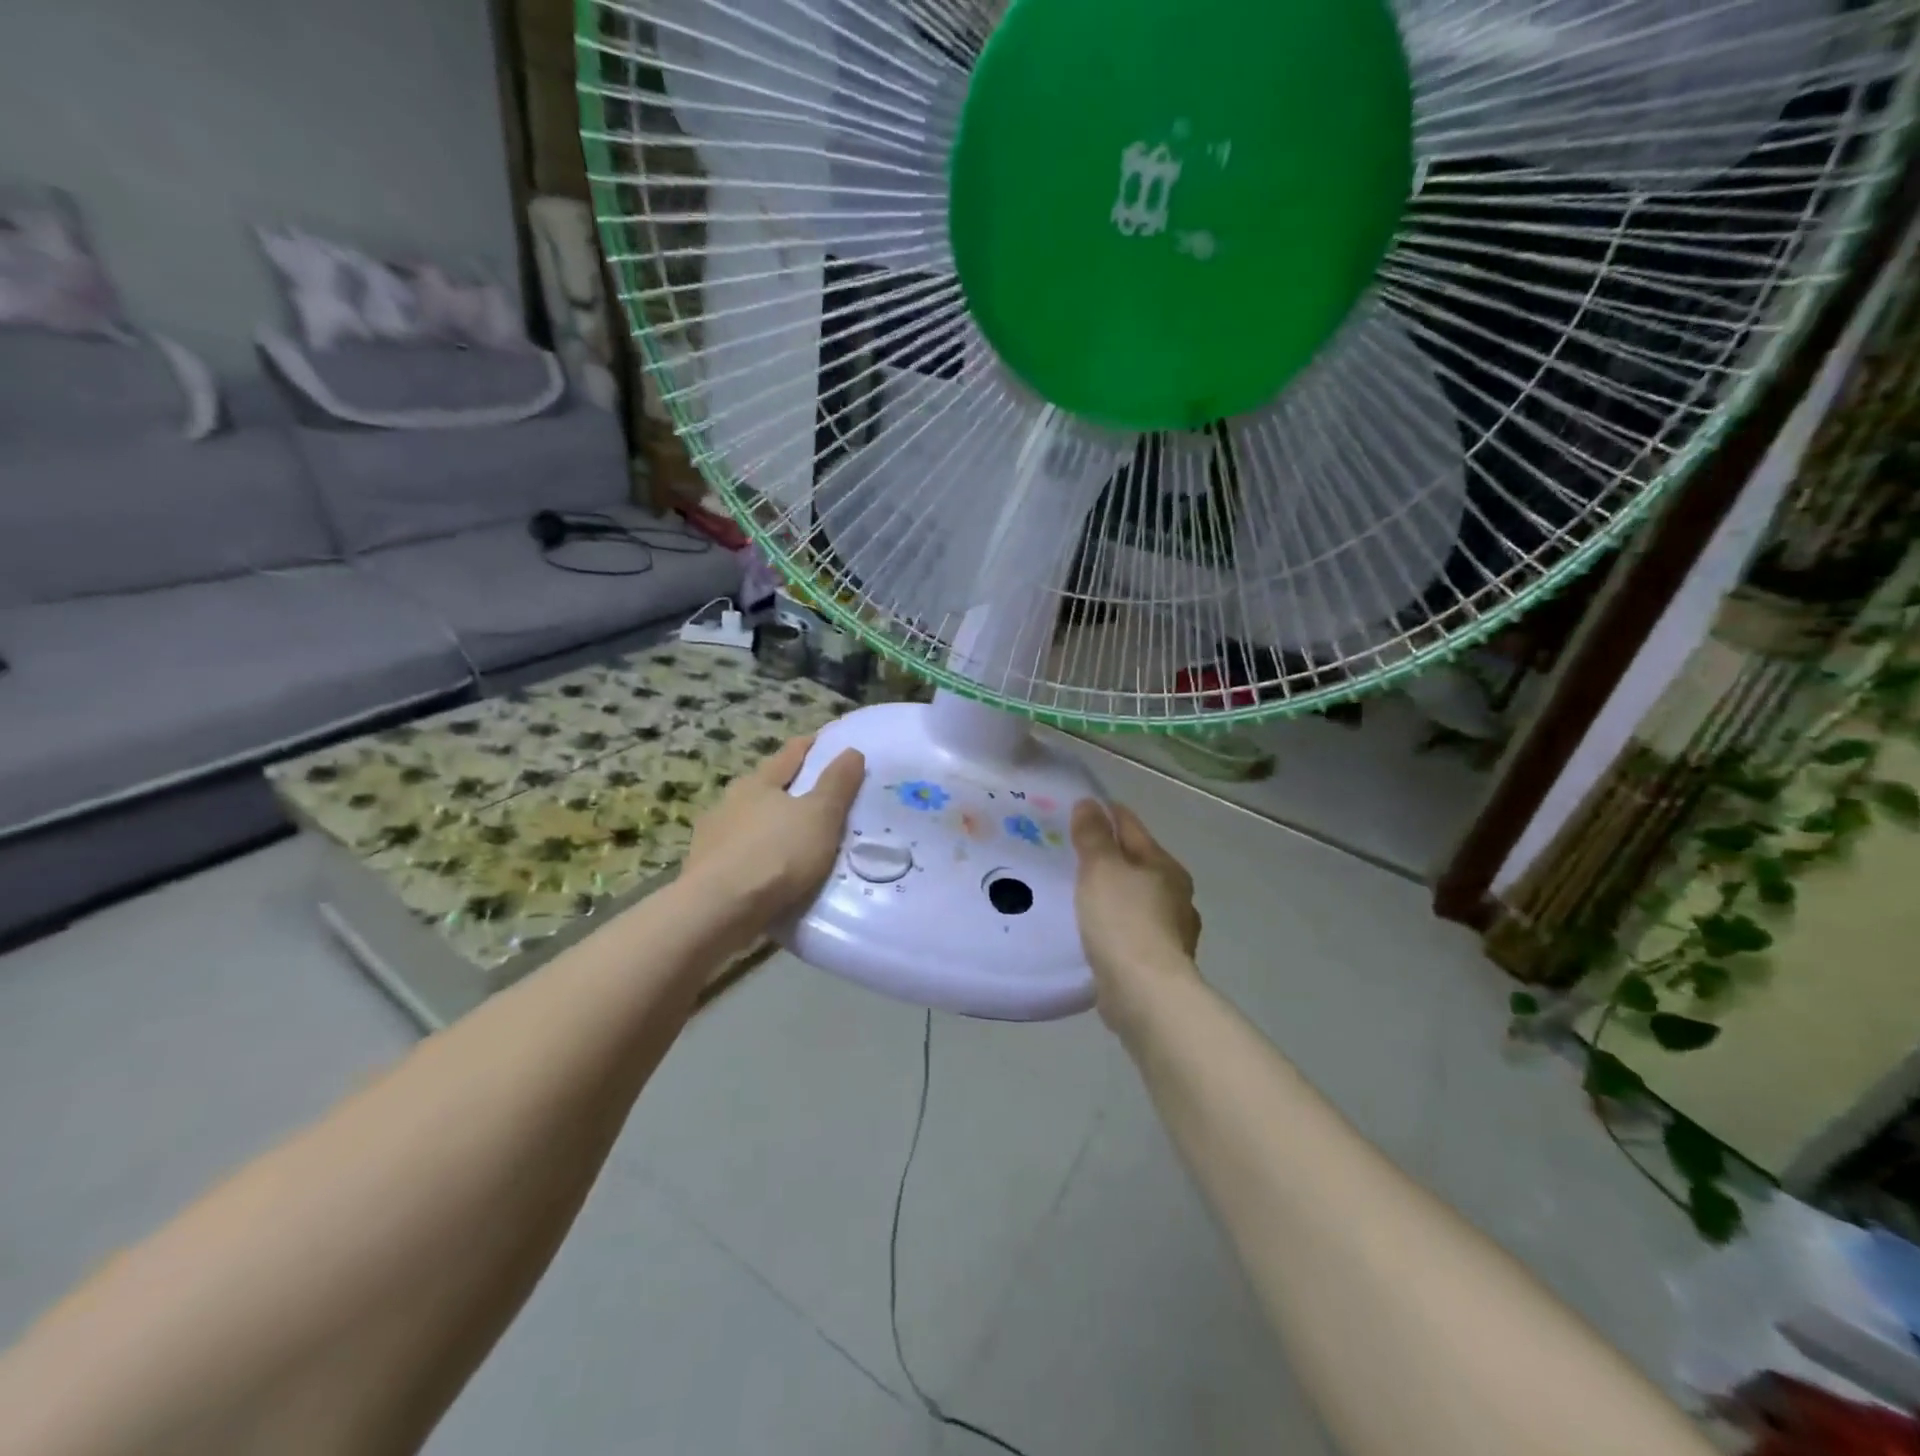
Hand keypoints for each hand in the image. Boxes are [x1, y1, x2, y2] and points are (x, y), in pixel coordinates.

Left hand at [682, 736, 865, 936]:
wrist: (718, 910)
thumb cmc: (776, 854)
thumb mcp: (820, 816)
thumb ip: (837, 784)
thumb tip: (852, 750)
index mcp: (758, 782)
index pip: (790, 754)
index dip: (811, 746)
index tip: (826, 741)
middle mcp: (730, 801)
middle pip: (765, 786)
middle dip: (788, 787)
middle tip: (815, 795)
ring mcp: (712, 836)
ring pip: (749, 821)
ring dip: (769, 825)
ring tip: (794, 838)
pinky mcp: (705, 870)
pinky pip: (739, 854)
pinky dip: (757, 856)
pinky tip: (769, 870)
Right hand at [1070, 800, 1201, 1030]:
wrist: (1145, 992)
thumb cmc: (1123, 920)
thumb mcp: (1101, 868)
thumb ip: (1094, 835)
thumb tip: (1089, 803)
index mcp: (1165, 866)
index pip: (1132, 827)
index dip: (1108, 814)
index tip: (1083, 808)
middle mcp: (1175, 894)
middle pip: (1138, 863)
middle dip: (1111, 855)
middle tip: (1074, 852)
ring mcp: (1172, 930)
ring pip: (1137, 898)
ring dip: (1114, 892)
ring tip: (1082, 892)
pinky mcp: (1160, 961)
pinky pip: (1132, 929)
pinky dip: (1116, 923)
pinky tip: (1097, 929)